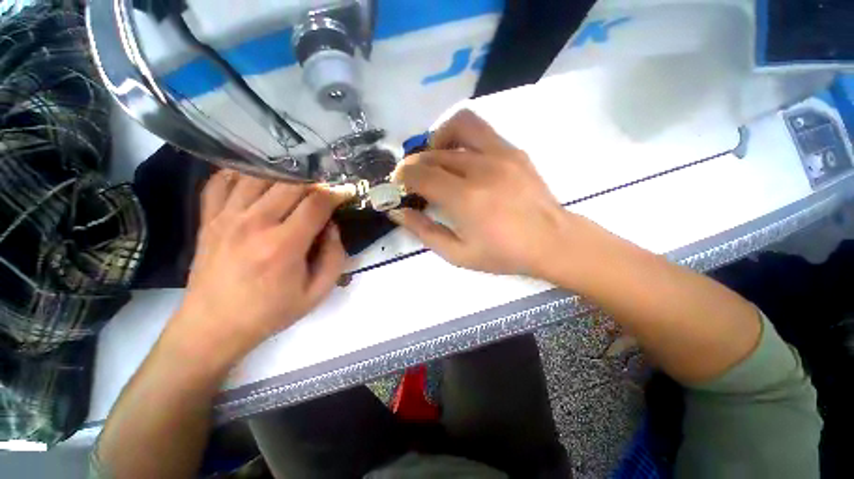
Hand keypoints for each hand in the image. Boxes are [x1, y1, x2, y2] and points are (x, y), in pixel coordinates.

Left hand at [168, 172, 348, 365]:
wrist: (214, 326)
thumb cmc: (271, 312)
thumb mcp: (317, 292)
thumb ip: (334, 257)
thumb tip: (332, 226)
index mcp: (283, 245)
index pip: (316, 204)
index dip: (336, 193)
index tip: (346, 192)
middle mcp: (254, 224)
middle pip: (290, 183)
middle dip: (315, 181)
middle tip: (325, 188)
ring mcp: (226, 217)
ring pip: (258, 176)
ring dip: (284, 174)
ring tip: (298, 181)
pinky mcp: (208, 218)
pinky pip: (220, 182)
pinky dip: (240, 173)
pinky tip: (256, 177)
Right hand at [390, 110, 581, 279]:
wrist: (552, 241)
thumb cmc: (504, 254)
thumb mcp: (458, 254)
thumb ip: (424, 231)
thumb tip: (397, 211)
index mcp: (465, 199)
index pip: (419, 174)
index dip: (402, 177)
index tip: (399, 187)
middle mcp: (480, 169)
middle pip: (433, 154)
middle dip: (414, 165)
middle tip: (413, 180)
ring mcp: (500, 154)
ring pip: (456, 126)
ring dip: (436, 139)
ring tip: (435, 158)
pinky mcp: (513, 150)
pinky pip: (479, 129)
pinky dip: (460, 136)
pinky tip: (460, 157)